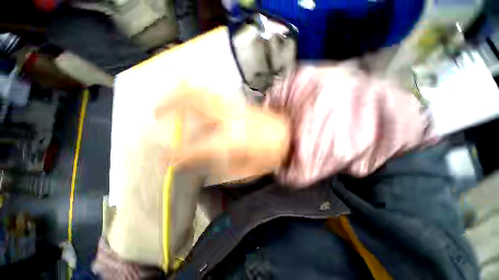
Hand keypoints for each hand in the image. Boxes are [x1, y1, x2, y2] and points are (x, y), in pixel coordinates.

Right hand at [154, 84, 290, 177]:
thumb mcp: (250, 170)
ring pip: (204, 93)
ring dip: (182, 94)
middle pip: (197, 103)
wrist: (289, 134)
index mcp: (235, 140)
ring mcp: (236, 107)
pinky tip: (191, 96)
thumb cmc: (272, 154)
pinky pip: (214, 94)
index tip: (165, 159)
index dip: (179, 154)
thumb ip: (224, 167)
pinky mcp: (240, 103)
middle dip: (172, 105)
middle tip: (156, 113)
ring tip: (168, 100)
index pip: (199, 146)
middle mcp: (232, 119)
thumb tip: (202, 163)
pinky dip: (198, 92)